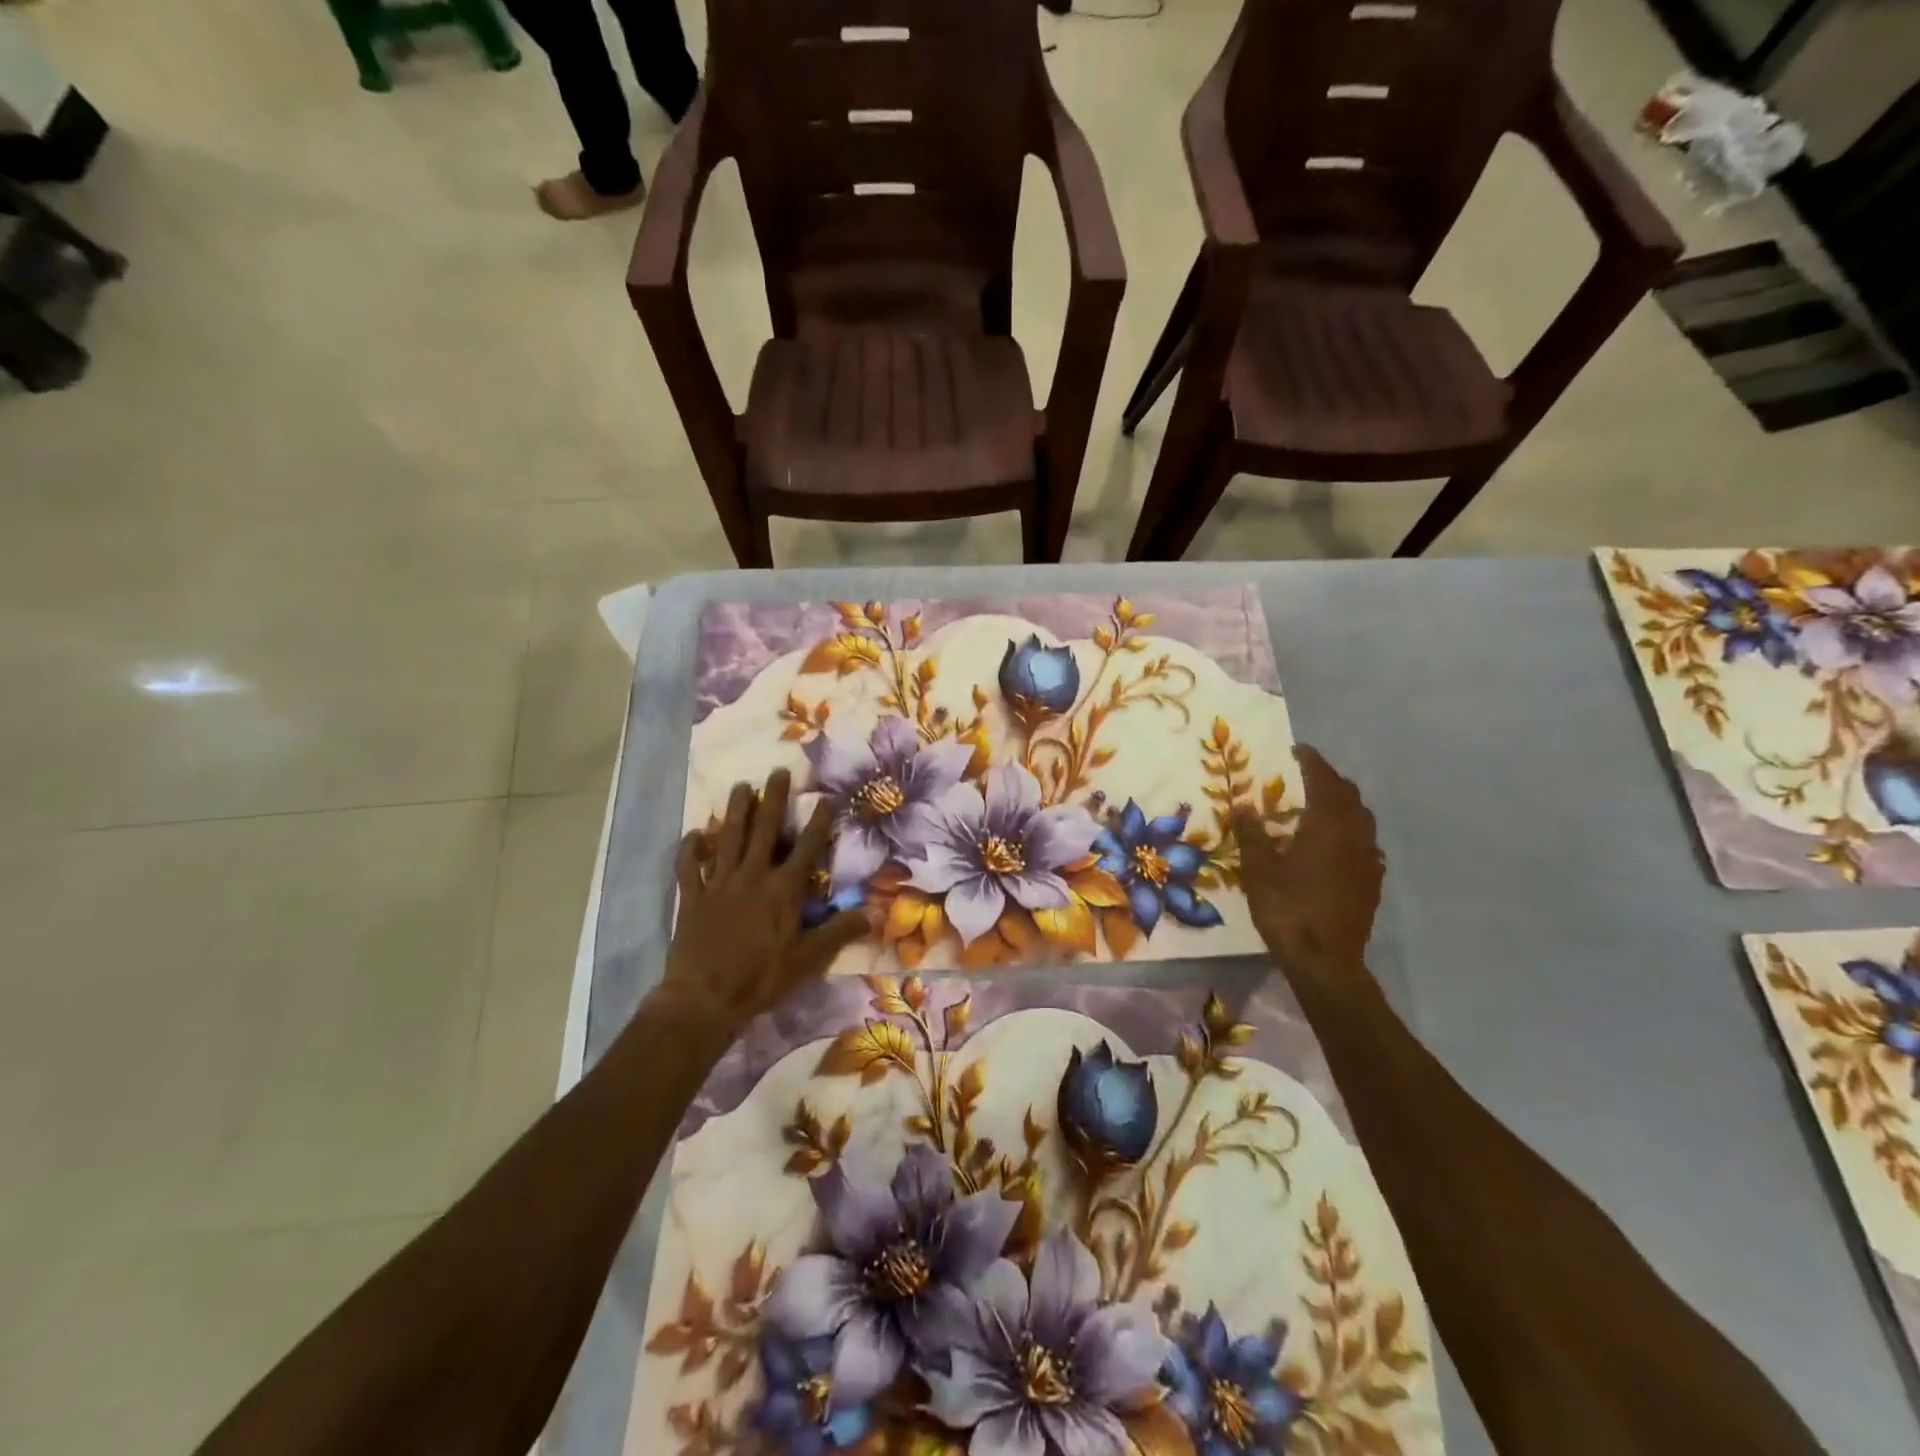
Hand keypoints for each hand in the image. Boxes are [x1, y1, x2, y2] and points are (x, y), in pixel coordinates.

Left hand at [660, 769, 867, 1034]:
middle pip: (765, 830)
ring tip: (741, 786)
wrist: (703, 999)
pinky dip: (691, 849)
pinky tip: (694, 834)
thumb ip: (837, 933)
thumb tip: (871, 914)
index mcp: (782, 891)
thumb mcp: (807, 960)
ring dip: (735, 810)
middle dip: (773, 799)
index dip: (819, 822)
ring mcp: (719, 884)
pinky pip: (690, 867)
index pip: (807, 848)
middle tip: (778, 771)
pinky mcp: (692, 897)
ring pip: (728, 838)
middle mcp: (752, 877)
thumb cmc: (761, 979)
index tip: (826, 798)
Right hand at [1234, 746, 1383, 982]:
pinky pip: (1365, 845)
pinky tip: (1334, 847)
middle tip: (1305, 777)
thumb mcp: (1259, 869)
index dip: (1312, 762)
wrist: (1325, 960)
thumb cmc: (1287, 908)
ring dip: (1342, 807)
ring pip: (1361, 820)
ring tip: (1318, 809)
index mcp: (1328, 825)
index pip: (1324, 780)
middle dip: (1329, 781)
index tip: (1298, 749)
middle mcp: (1355, 836)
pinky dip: (1350, 834)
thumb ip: (1252, 834)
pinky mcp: (1372, 883)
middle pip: (1349, 796)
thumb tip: (1243, 806)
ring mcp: (1368, 860)